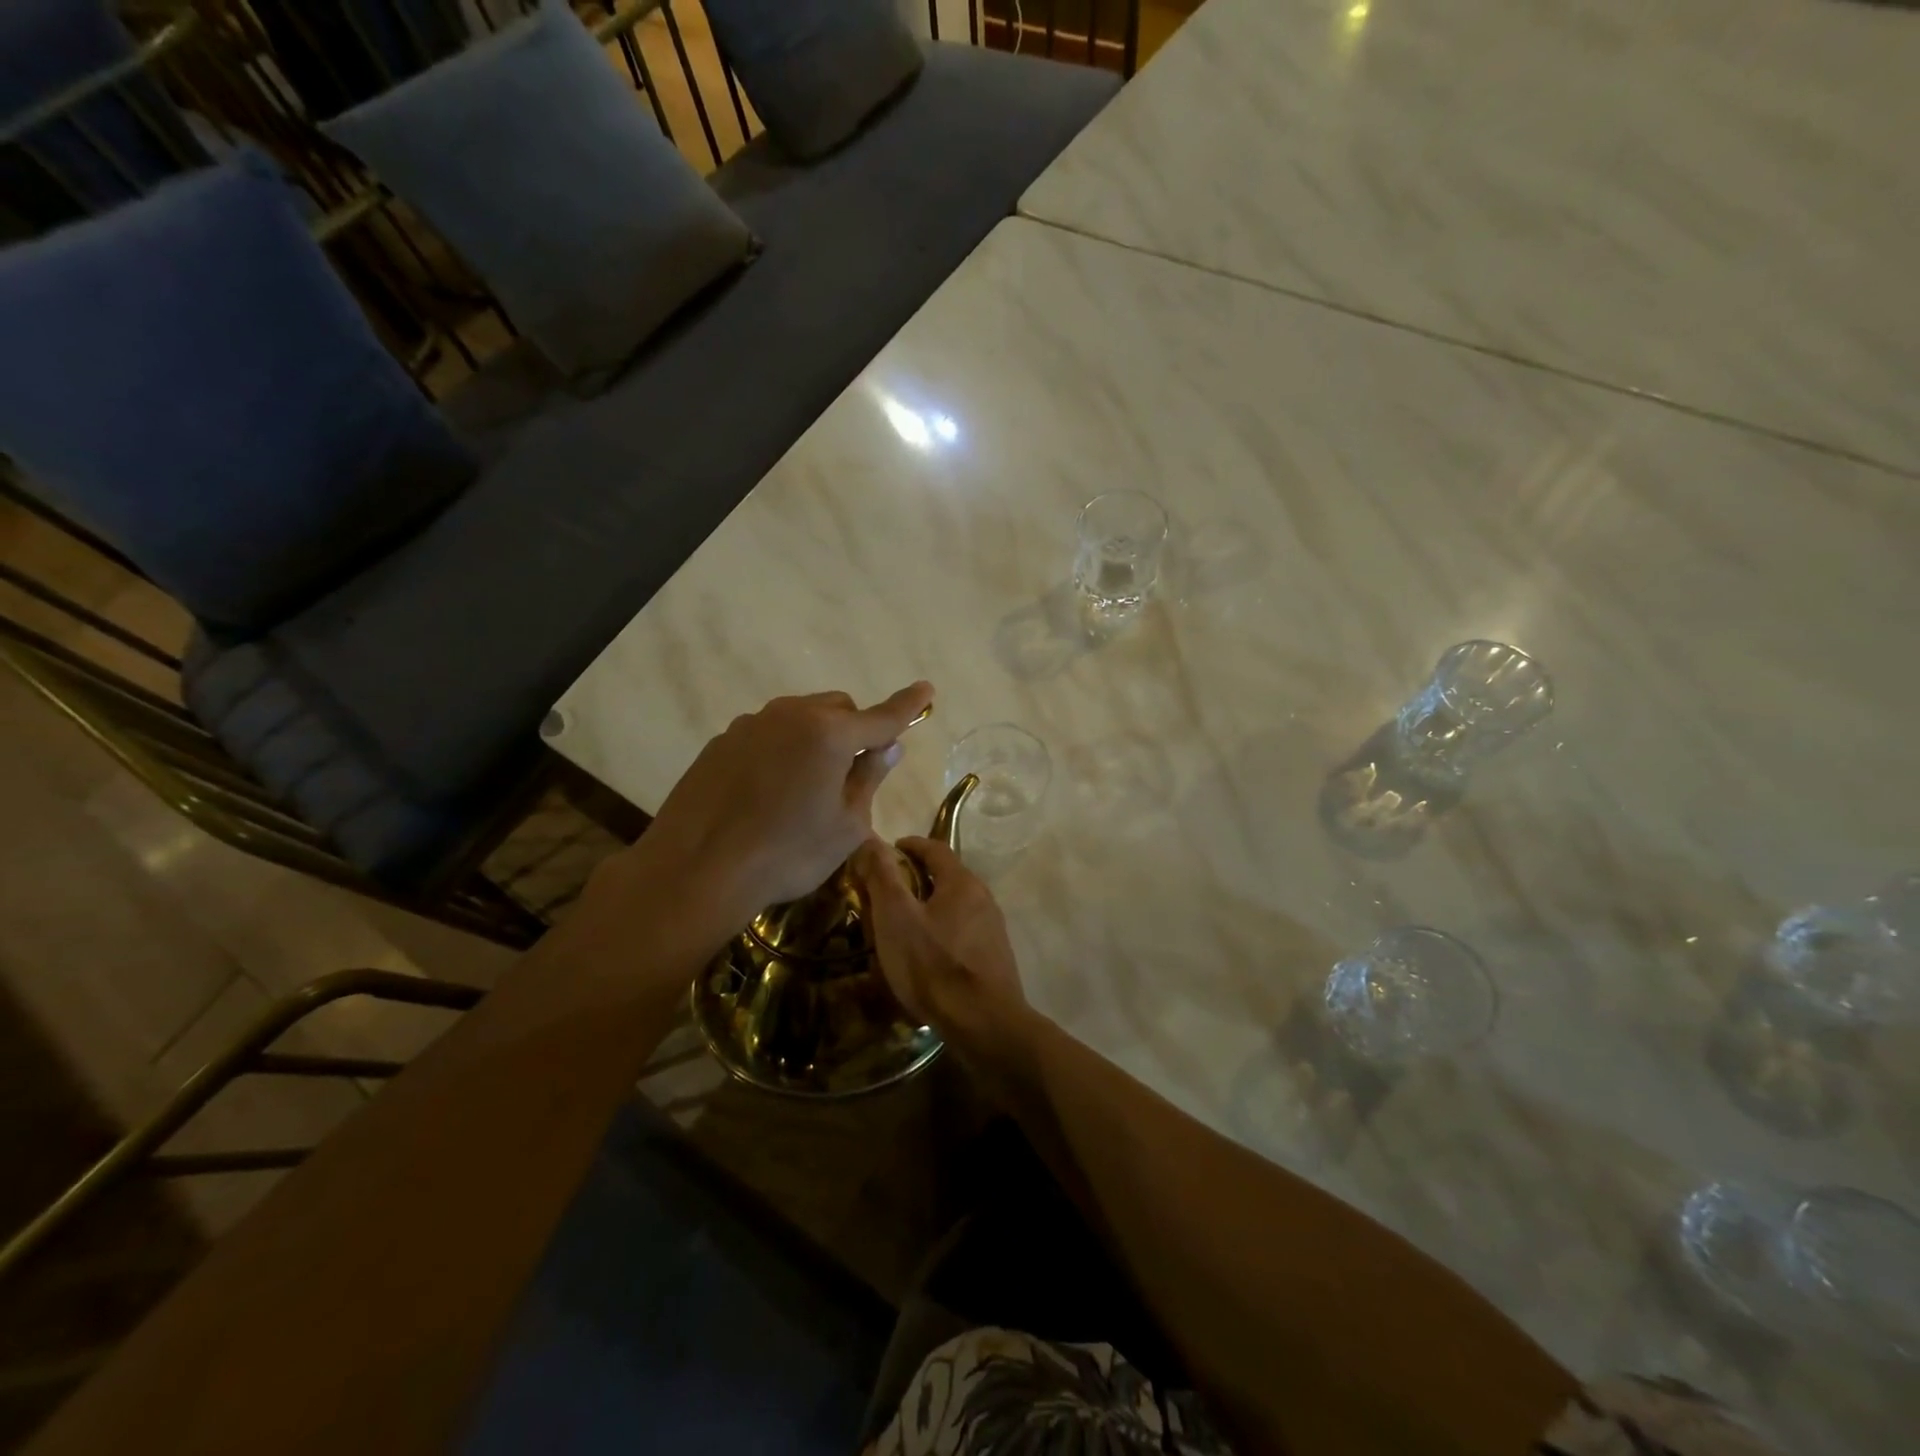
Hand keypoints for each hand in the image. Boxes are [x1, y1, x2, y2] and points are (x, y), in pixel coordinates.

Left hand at [619, 683, 933, 935]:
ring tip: (807, 786)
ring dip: (816, 737)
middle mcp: (790, 715)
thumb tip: (888, 747)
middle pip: (838, 708)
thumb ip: (869, 778)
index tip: (927, 689)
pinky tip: (769, 791)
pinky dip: (782, 749)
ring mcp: (750, 725)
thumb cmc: (787, 854)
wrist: (696, 870)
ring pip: (800, 717)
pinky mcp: (721, 742)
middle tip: (853, 772)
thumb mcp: (846, 826)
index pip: (881, 716)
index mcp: (829, 734)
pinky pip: (767, 733)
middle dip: (855, 729)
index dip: (908, 705)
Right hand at [854, 835, 1026, 1053]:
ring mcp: (992, 930)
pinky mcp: (994, 959)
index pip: (935, 849)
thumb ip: (883, 877)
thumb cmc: (934, 965)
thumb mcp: (896, 918)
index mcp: (962, 883)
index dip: (910, 845)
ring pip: (956, 907)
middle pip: (948, 877)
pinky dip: (941, 932)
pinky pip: (962, 933)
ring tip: (903, 924)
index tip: (889, 850)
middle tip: (888, 890)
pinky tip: (926, 955)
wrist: (984, 1024)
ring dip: (930, 907)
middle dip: (918, 878)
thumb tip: (871, 840)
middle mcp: (983, 899)